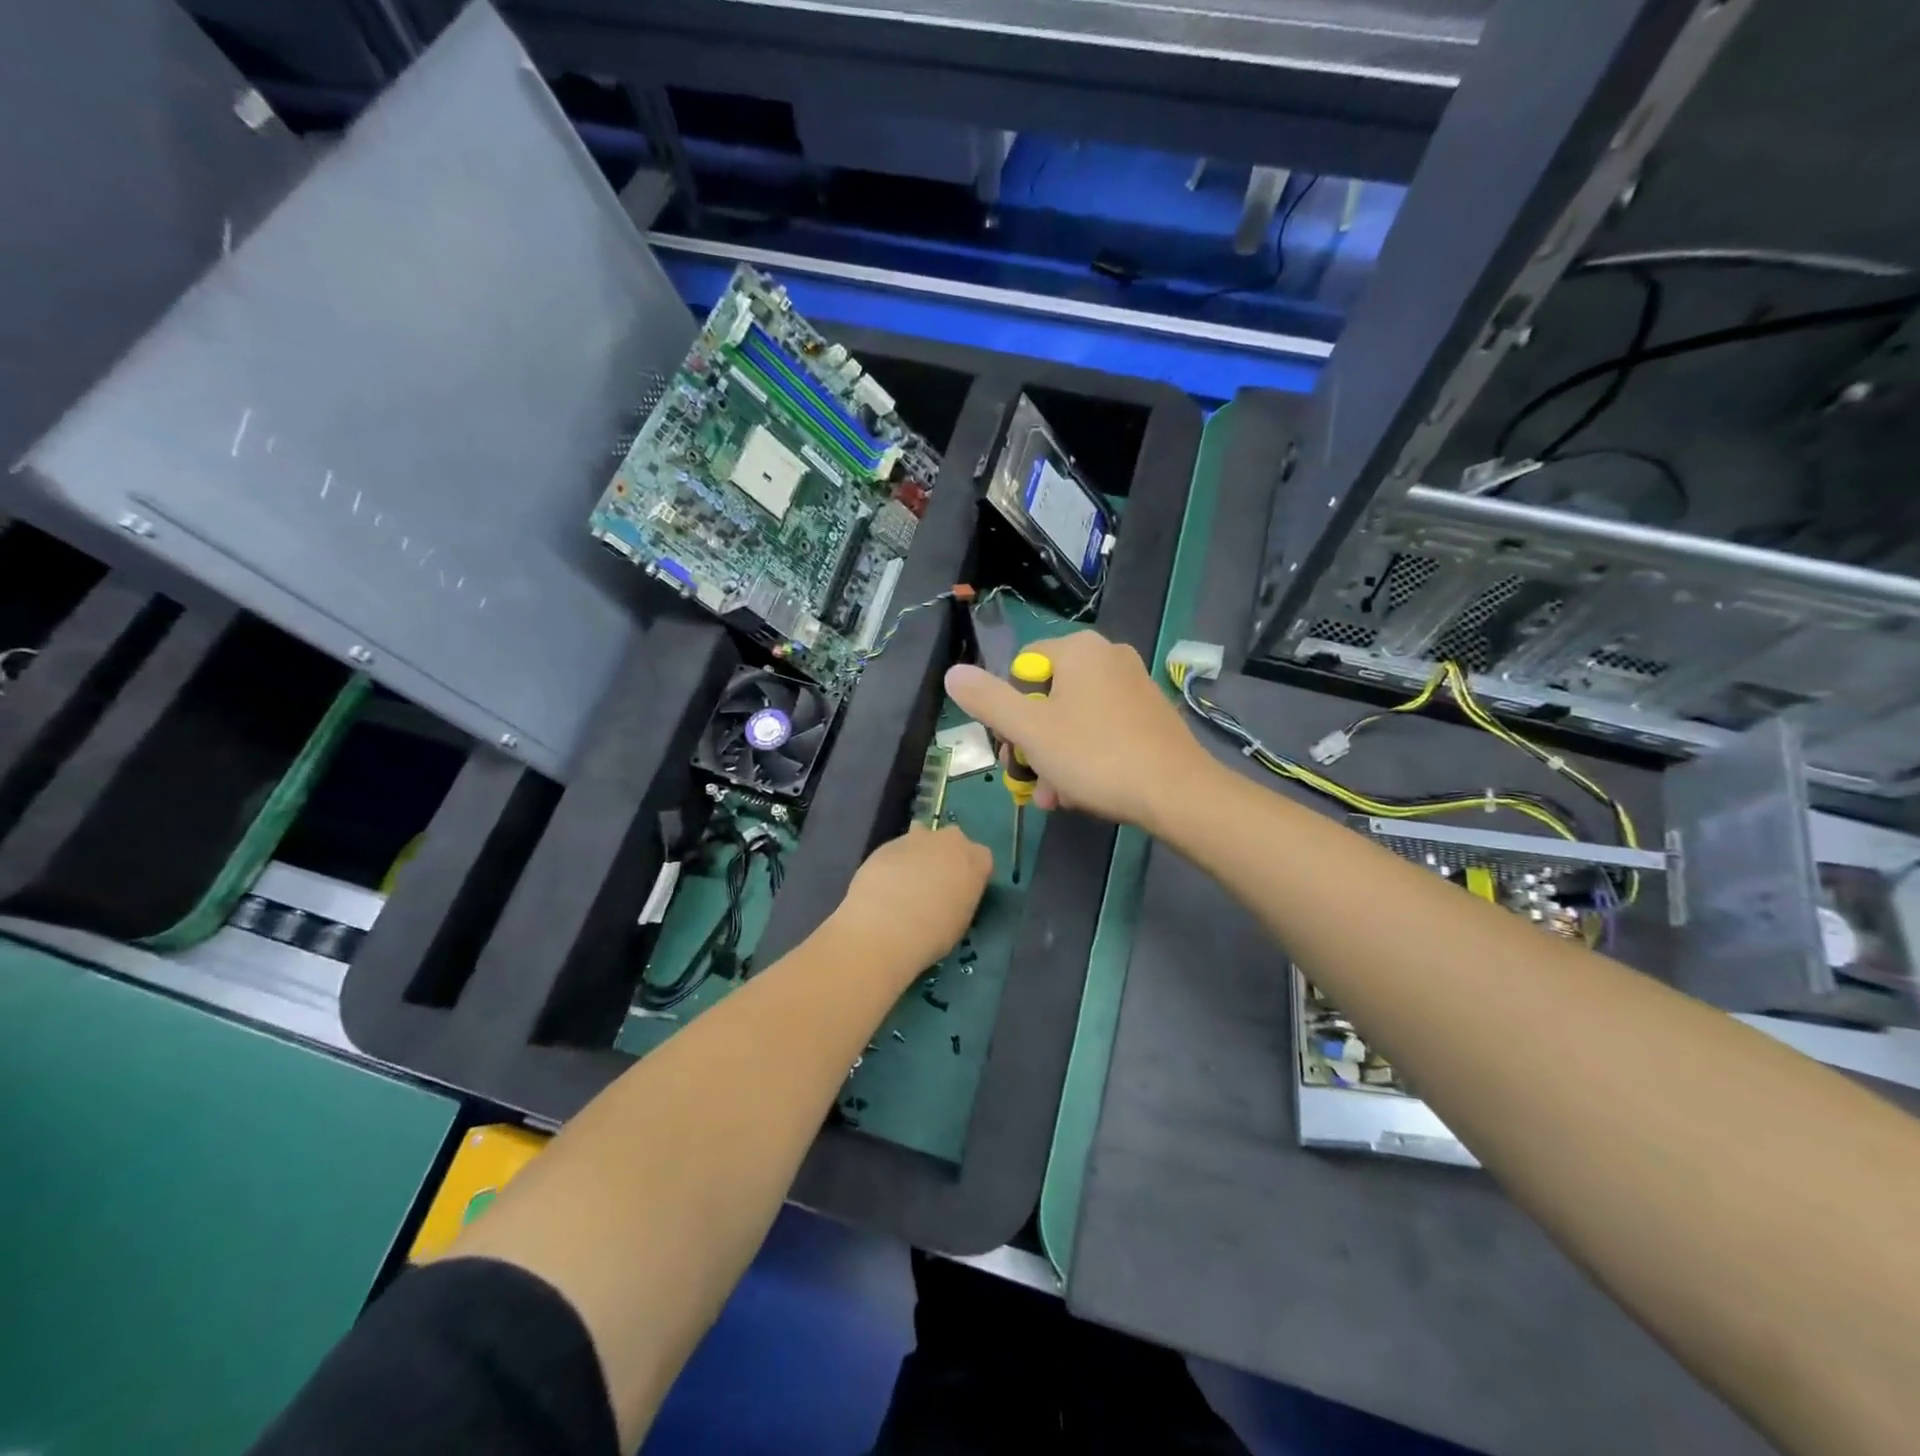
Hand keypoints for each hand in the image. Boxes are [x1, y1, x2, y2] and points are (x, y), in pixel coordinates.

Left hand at [831, 824, 992, 980]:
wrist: (887, 924)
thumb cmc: (935, 932)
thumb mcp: (960, 921)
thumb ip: (960, 899)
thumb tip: (949, 898)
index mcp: (976, 860)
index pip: (981, 858)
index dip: (970, 874)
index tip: (961, 891)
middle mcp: (951, 840)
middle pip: (953, 841)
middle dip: (944, 856)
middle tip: (934, 884)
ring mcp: (917, 838)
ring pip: (922, 838)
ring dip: (917, 854)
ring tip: (906, 882)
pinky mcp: (887, 843)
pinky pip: (896, 851)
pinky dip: (893, 863)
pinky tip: (884, 885)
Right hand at [943, 631, 1215, 832]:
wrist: (1176, 793)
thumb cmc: (1095, 755)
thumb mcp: (1029, 730)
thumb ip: (987, 700)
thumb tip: (953, 673)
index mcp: (1079, 649)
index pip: (1022, 668)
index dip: (1008, 710)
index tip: (1012, 748)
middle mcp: (1109, 657)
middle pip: (1047, 697)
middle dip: (1031, 744)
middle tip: (1028, 780)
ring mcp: (1134, 686)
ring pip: (1073, 720)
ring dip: (1054, 759)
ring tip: (1054, 798)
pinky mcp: (1150, 716)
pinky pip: (1102, 731)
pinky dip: (1085, 758)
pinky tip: (1081, 794)